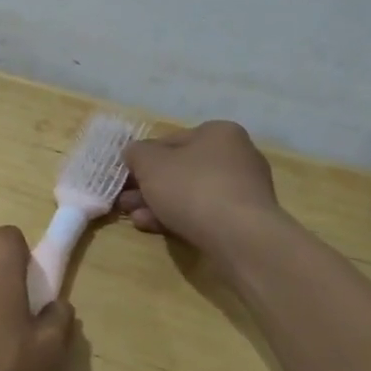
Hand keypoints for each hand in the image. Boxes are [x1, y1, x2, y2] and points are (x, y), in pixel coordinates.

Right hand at [118, 120, 285, 251]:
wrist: (239, 237)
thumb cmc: (192, 188)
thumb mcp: (150, 163)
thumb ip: (136, 153)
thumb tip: (134, 153)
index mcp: (218, 133)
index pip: (171, 140)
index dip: (143, 158)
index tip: (125, 176)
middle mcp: (236, 156)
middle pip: (180, 169)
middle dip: (149, 186)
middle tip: (125, 201)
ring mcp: (244, 190)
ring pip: (190, 194)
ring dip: (159, 204)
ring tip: (135, 218)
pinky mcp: (245, 219)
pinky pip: (205, 214)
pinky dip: (179, 218)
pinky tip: (154, 228)